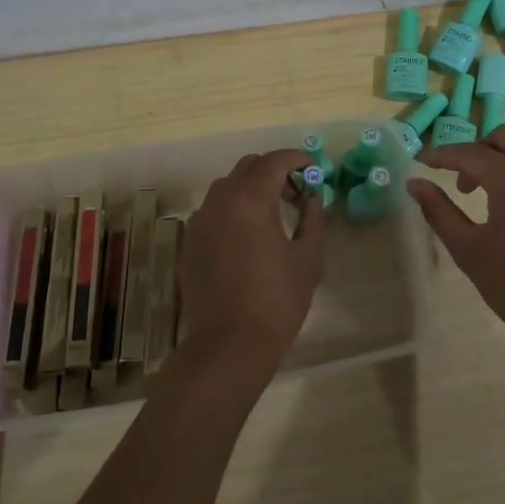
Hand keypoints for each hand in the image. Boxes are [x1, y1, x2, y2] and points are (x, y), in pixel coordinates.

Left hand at [178, 148, 326, 372]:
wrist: (227, 344)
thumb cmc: (276, 301)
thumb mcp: (307, 260)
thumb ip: (313, 220)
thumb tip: (313, 199)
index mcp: (251, 199)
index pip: (275, 161)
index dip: (297, 158)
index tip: (314, 168)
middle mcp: (221, 200)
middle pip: (248, 166)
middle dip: (274, 171)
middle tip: (296, 194)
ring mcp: (201, 220)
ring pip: (227, 186)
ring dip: (252, 188)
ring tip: (272, 215)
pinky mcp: (190, 241)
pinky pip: (213, 209)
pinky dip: (233, 208)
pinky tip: (247, 236)